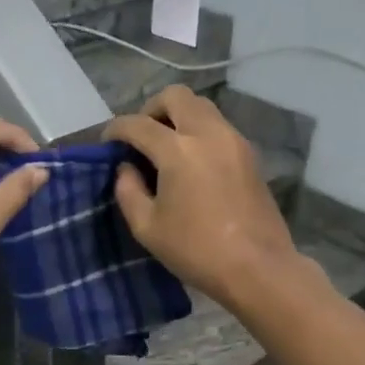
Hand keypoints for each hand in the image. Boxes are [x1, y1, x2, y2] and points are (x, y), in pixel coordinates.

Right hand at [104, 85, 299, 305]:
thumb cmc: (196, 250)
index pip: (138, 124)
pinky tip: (191, 162)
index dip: (116, 129)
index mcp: (178, 150)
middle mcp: (208, 133)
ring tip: (165, 148)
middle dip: (151, 109)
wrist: (257, 267)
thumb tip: (126, 169)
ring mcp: (234, 140)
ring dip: (178, 117)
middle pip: (176, 96)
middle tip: (141, 137)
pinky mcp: (250, 154)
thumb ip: (128, 191)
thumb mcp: (147, 227)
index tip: (106, 142)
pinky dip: (198, 131)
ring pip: (201, 106)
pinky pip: (218, 126)